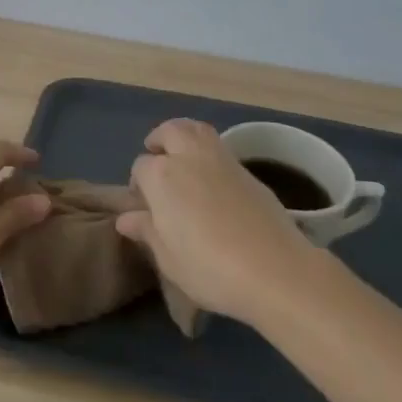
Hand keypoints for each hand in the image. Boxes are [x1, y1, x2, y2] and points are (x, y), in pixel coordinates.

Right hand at [119, 118, 320, 326]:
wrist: (276, 271)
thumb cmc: (210, 268)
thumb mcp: (168, 259)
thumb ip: (147, 231)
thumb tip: (126, 218)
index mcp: (161, 176)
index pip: (140, 167)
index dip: (139, 184)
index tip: (144, 205)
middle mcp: (188, 157)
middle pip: (169, 132)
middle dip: (159, 141)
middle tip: (157, 159)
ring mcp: (221, 160)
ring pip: (197, 130)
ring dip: (185, 136)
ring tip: (182, 158)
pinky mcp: (248, 171)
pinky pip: (221, 148)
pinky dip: (209, 154)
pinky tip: (212, 181)